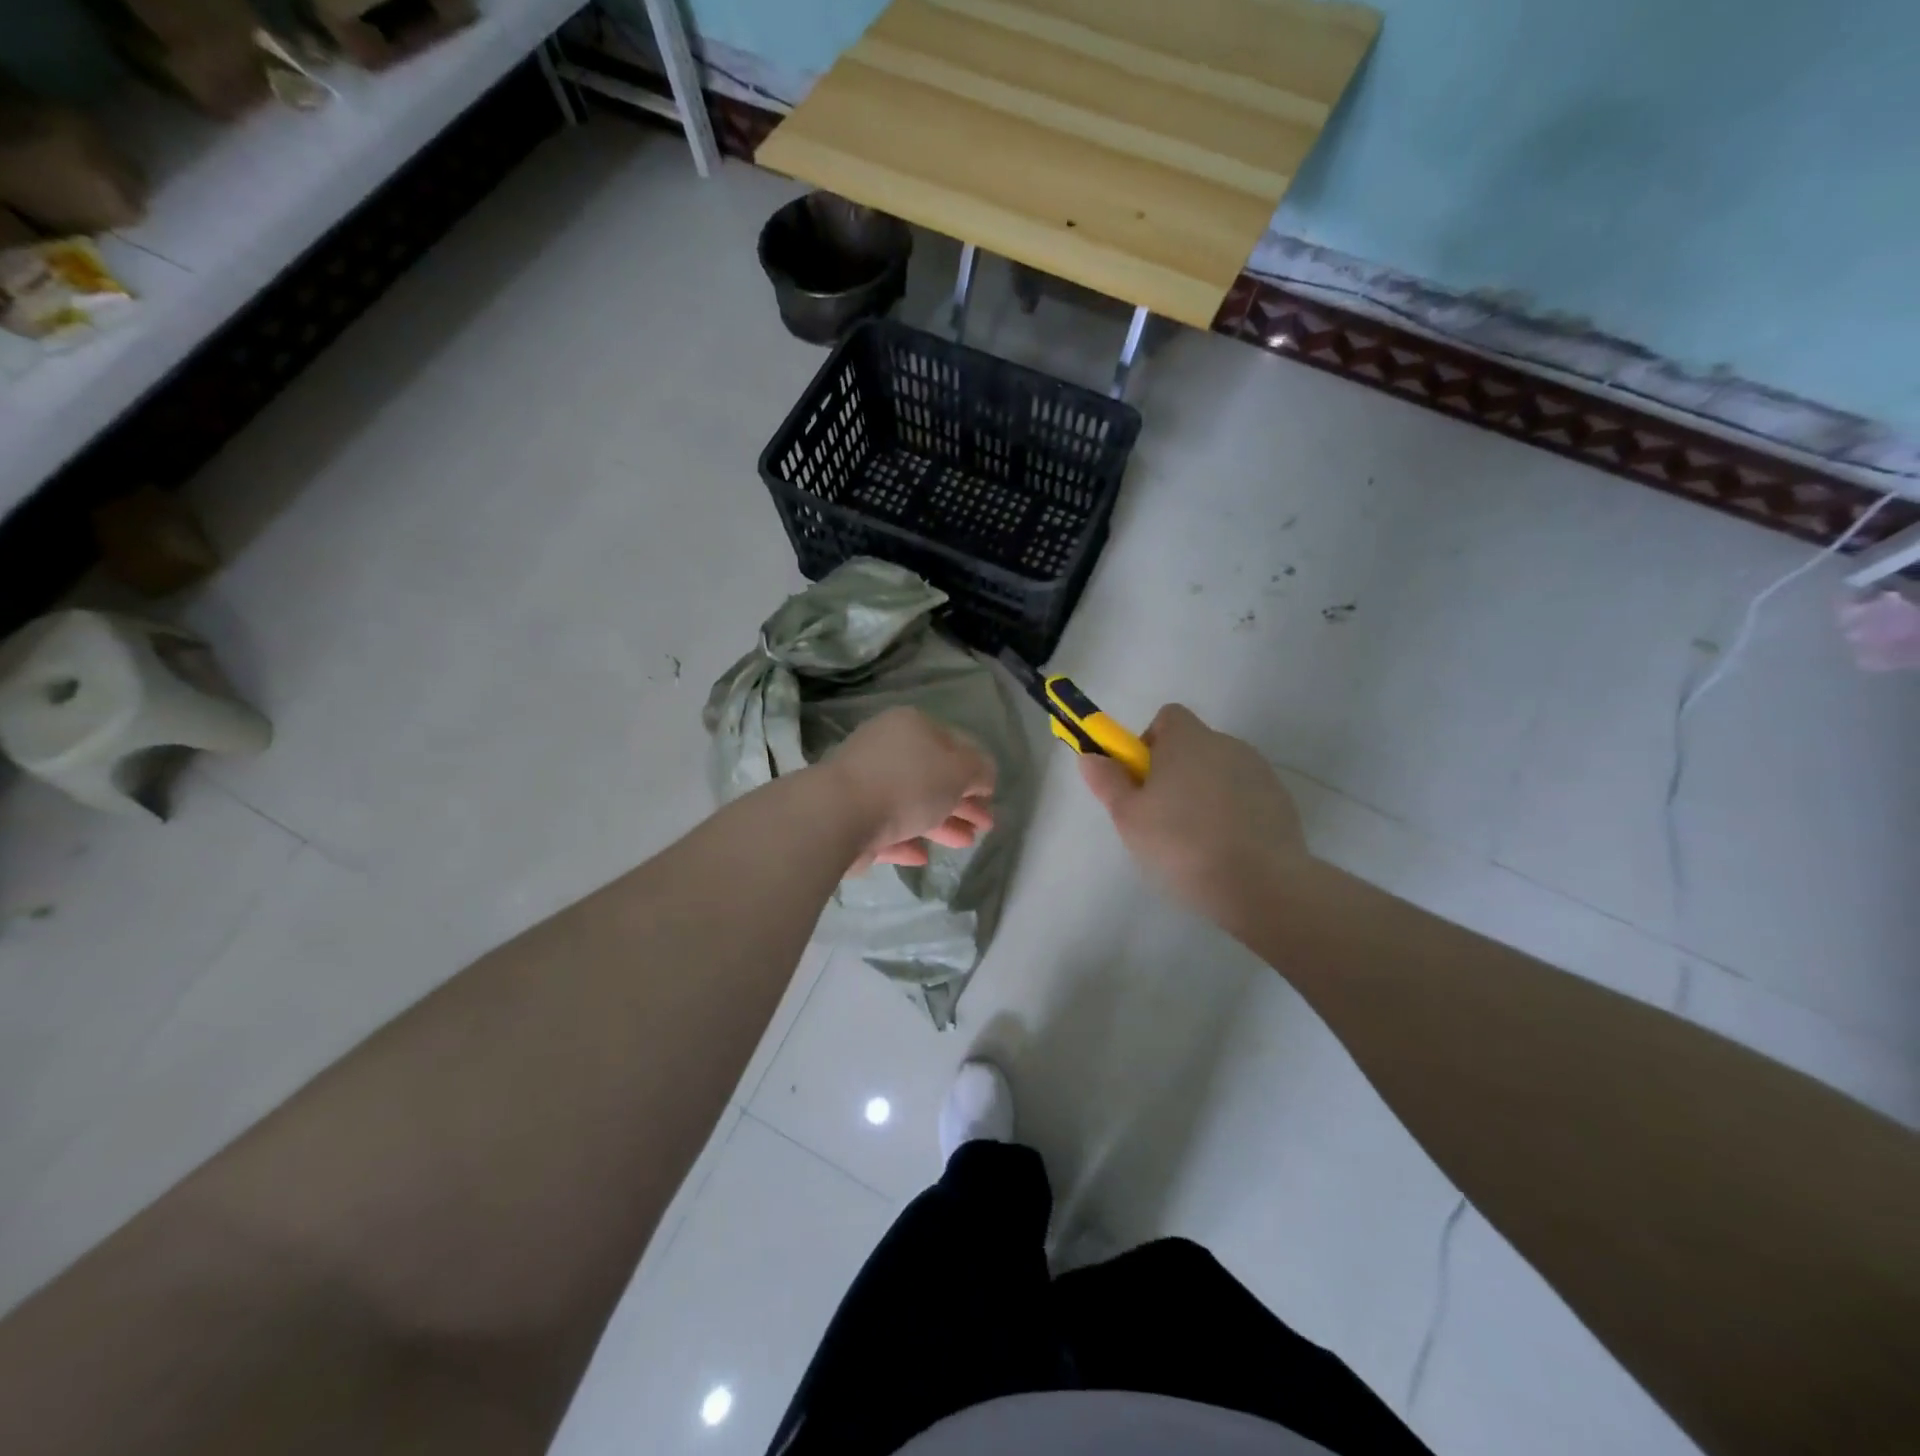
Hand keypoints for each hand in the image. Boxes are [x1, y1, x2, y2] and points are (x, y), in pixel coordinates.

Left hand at [825, 708, 996, 872]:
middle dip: (962, 800)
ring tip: (965, 843)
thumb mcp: (959, 771)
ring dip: (941, 823)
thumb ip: (979, 770)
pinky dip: (907, 839)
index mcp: (912, 727)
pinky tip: (923, 857)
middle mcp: (886, 749)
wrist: (839, 815)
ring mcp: (865, 783)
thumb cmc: (908, 783)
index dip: (977, 767)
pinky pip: (886, 828)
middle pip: (933, 775)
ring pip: (912, 803)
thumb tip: (983, 775)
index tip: (991, 794)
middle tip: (985, 825)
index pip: (954, 742)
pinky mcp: (850, 817)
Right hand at [1078, 704, 1307, 932]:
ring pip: (1219, 772)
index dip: (1149, 743)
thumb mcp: (1128, 817)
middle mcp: (1226, 744)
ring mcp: (1259, 772)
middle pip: (1193, 746)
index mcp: (1188, 740)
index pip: (1167, 717)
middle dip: (1175, 772)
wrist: (1261, 883)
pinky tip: (1226, 849)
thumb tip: (1090, 755)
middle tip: (1160, 816)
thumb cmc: (1181, 844)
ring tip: (1195, 840)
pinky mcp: (1281, 800)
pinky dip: (1232, 812)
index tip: (1141, 780)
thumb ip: (1107, 781)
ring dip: (1204, 793)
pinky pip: (1245, 796)